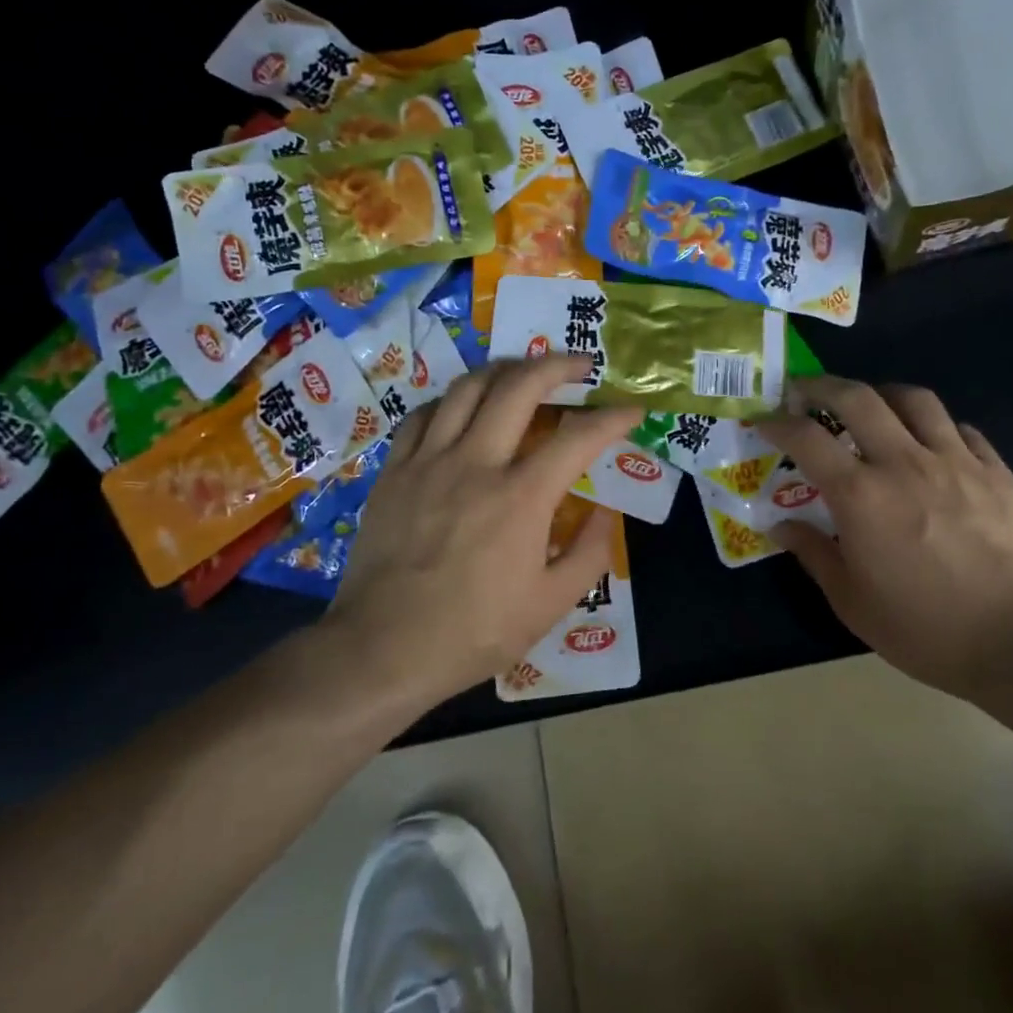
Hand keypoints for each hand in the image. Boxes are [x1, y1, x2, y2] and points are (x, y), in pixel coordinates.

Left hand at [331, 357, 639, 704]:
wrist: (382, 648)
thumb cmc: (473, 632)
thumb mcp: (551, 605)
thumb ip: (589, 551)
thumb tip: (606, 510)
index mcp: (521, 497)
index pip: (579, 437)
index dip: (612, 418)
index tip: (631, 409)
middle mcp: (476, 463)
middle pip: (519, 386)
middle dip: (558, 365)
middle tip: (579, 364)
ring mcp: (429, 461)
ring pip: (467, 388)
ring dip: (503, 371)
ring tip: (523, 375)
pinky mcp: (394, 471)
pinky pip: (424, 415)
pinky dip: (452, 401)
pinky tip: (463, 410)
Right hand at [757, 376, 1012, 694]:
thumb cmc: (924, 629)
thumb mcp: (851, 601)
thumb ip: (813, 553)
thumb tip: (780, 525)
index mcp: (860, 495)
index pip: (806, 437)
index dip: (777, 422)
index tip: (763, 421)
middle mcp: (903, 463)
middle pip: (857, 397)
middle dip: (822, 386)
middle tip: (806, 393)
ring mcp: (955, 461)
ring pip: (914, 399)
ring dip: (882, 394)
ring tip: (872, 408)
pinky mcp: (996, 471)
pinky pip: (960, 429)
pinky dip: (936, 427)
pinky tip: (932, 445)